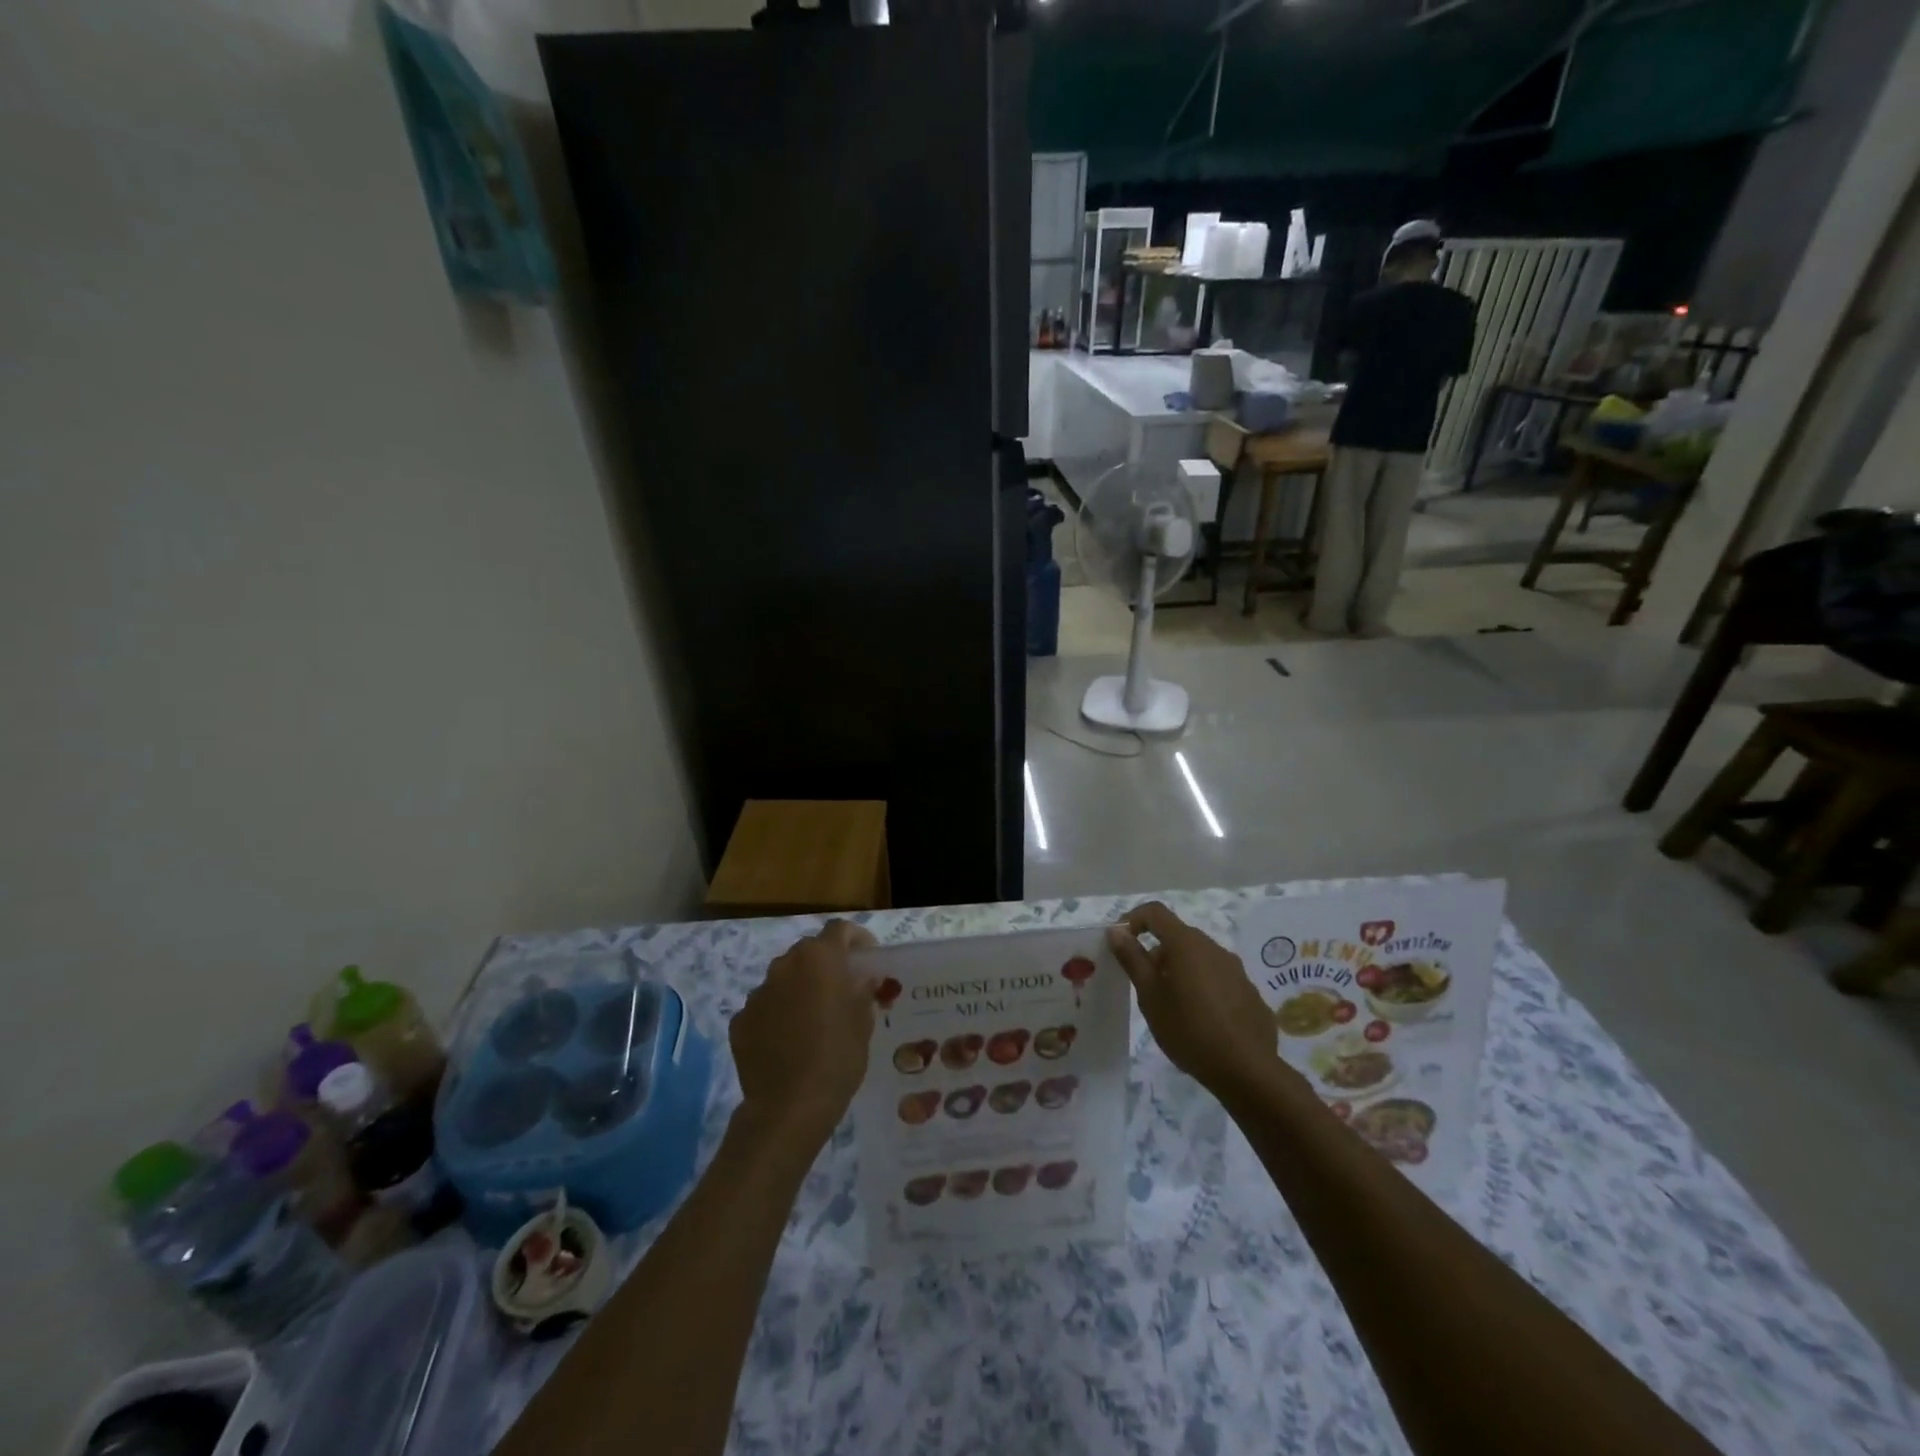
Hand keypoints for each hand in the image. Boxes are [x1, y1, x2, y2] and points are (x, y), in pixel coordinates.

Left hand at [730, 920, 877, 1147]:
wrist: (789, 1106)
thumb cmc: (837, 1056)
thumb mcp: (863, 1021)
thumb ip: (862, 991)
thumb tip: (861, 978)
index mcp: (819, 958)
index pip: (840, 930)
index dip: (856, 938)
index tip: (867, 957)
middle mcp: (784, 965)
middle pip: (809, 952)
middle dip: (826, 964)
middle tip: (841, 989)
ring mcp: (758, 992)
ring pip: (784, 979)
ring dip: (799, 988)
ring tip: (812, 1018)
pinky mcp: (740, 1020)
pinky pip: (765, 1007)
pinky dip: (777, 1014)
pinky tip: (787, 1041)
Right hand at [1107, 902, 1277, 1100]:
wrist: (1247, 1070)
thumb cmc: (1189, 1030)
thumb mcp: (1150, 996)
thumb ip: (1133, 959)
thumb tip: (1116, 930)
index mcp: (1187, 944)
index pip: (1155, 912)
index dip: (1133, 919)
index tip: (1121, 943)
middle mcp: (1214, 948)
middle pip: (1178, 936)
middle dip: (1156, 953)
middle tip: (1145, 986)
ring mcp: (1236, 970)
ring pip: (1199, 958)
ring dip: (1180, 971)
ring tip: (1172, 1007)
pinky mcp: (1249, 992)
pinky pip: (1218, 978)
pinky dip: (1202, 987)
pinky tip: (1201, 1020)